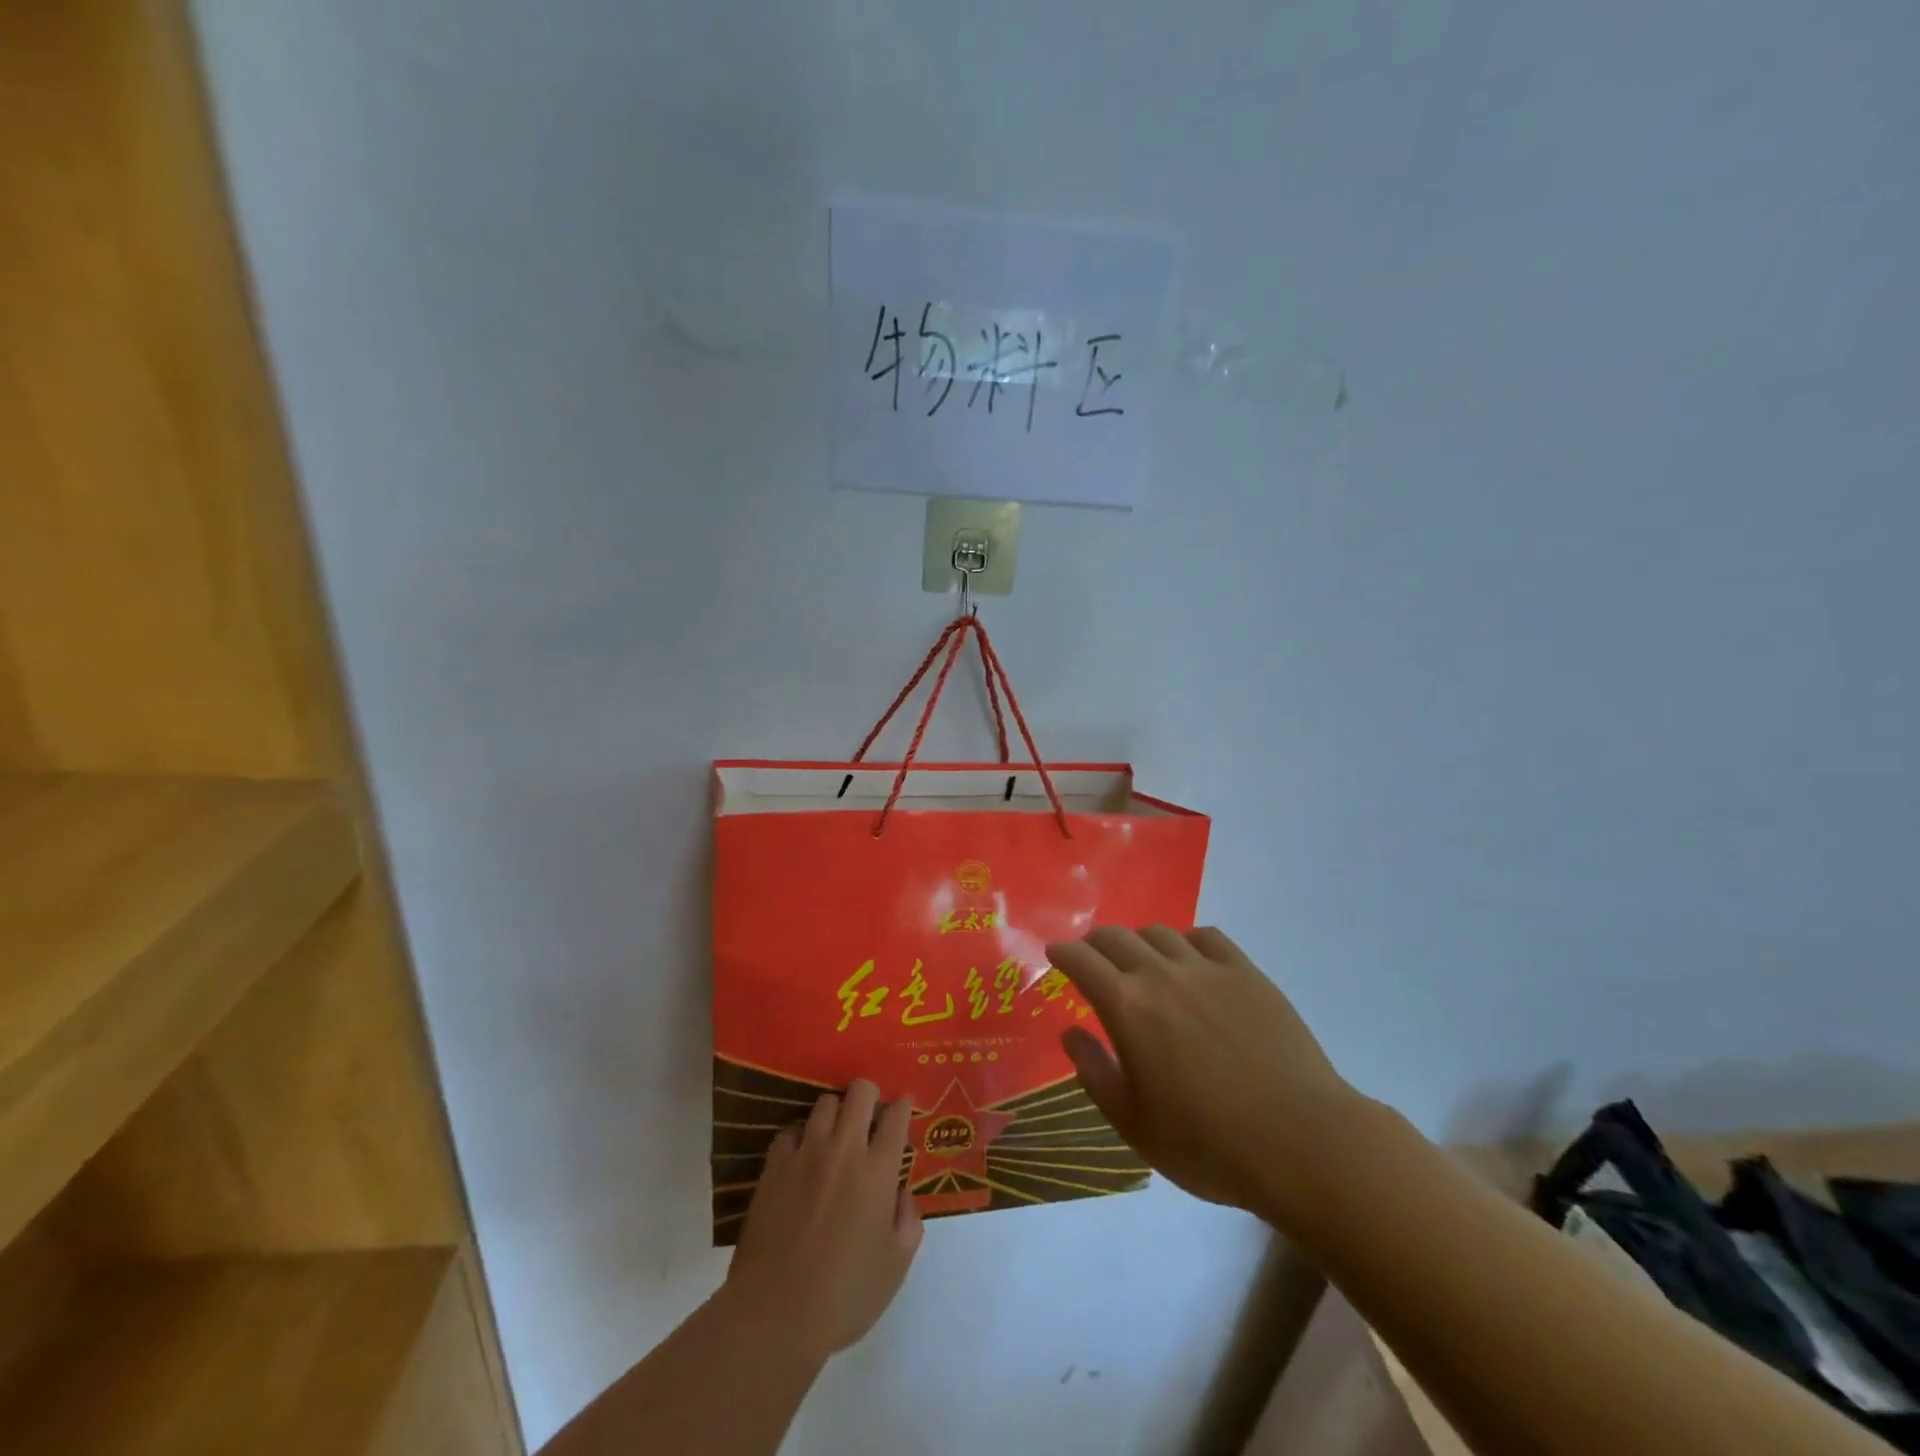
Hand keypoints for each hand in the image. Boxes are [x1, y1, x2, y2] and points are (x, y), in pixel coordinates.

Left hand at [722, 1079, 922, 1365]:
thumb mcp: (895, 1267)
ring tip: (837, 1133)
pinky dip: (801, 1136)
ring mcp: (805, 1153)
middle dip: (870, 1095)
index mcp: (879, 1171)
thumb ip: (908, 1221)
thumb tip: (901, 1193)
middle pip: (860, 1091)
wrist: (774, 1316)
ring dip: (837, 1112)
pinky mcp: (774, 1166)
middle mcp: (844, 1150)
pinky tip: (803, 1156)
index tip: (903, 1108)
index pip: (896, 1116)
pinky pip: (791, 1131)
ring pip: (825, 1102)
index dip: (903, 1105)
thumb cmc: (844, 1295)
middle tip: (871, 1116)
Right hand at [1048, 926, 1363, 1221]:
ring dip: (1139, 941)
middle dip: (1095, 942)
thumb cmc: (1207, 1143)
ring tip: (1141, 961)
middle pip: (1117, 936)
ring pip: (1160, 932)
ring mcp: (1208, 968)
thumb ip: (1094, 1072)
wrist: (1300, 1142)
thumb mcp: (1133, 1123)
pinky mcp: (1247, 973)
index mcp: (1127, 1005)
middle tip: (1092, 958)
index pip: (1081, 959)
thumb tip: (1070, 1032)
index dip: (1063, 952)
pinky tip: (1190, 959)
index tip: (1055, 954)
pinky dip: (1186, 940)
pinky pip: (1207, 937)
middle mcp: (1162, 973)